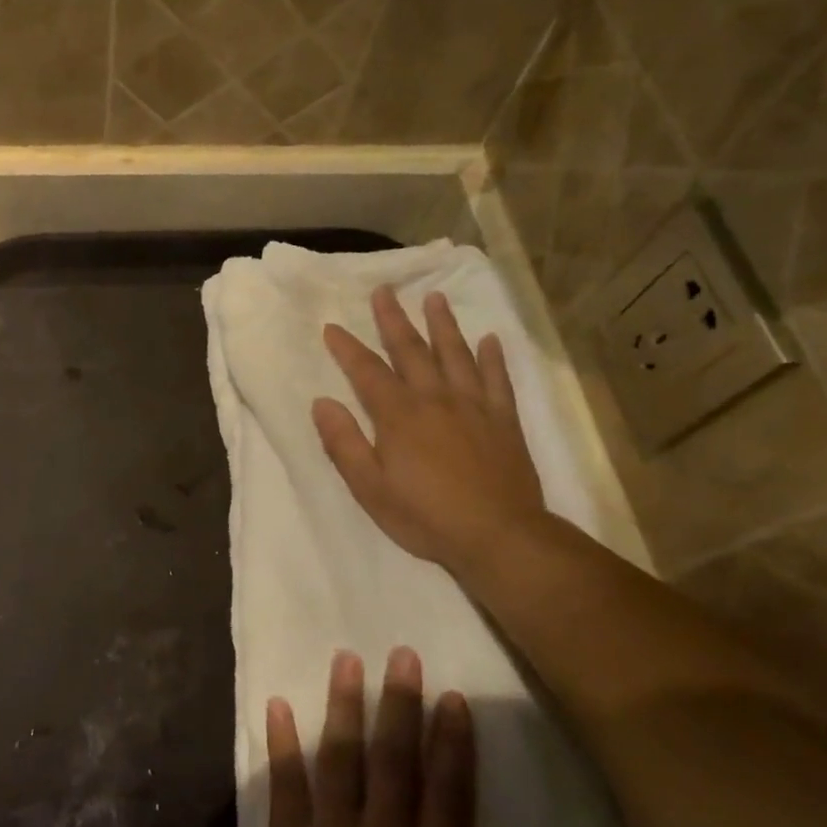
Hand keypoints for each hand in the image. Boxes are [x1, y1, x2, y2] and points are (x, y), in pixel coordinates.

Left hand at [231, 648, 530, 826]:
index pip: (449, 790)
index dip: (453, 739)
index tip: (452, 695)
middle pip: (395, 758)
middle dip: (401, 702)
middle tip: (402, 652)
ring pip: (341, 756)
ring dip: (343, 703)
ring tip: (346, 658)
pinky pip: (285, 783)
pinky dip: (281, 741)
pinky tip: (277, 702)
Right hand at [313, 287, 547, 577]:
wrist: (499, 536)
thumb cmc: (426, 516)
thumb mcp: (370, 488)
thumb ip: (344, 443)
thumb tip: (322, 403)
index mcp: (399, 415)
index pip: (367, 371)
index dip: (347, 348)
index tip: (332, 327)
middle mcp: (435, 399)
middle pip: (411, 350)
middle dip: (394, 319)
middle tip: (385, 290)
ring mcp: (474, 406)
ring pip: (456, 354)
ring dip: (444, 324)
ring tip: (436, 297)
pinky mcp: (504, 420)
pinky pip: (499, 380)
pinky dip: (494, 358)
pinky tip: (491, 339)